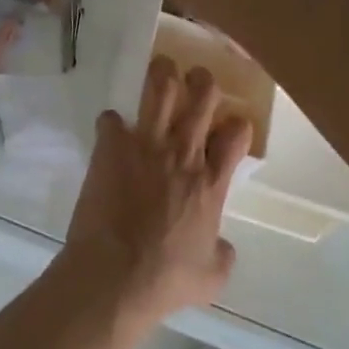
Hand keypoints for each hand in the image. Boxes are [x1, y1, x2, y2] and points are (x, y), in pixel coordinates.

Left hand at [57, 56, 252, 327]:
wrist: (115, 275)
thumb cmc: (166, 279)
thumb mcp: (212, 276)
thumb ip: (222, 253)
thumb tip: (222, 246)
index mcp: (212, 182)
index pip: (237, 132)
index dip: (236, 124)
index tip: (229, 129)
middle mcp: (183, 155)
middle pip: (203, 96)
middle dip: (202, 81)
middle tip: (196, 80)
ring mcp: (146, 146)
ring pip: (161, 90)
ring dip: (162, 75)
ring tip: (161, 69)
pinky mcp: (111, 148)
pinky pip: (111, 119)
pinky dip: (111, 123)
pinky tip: (110, 130)